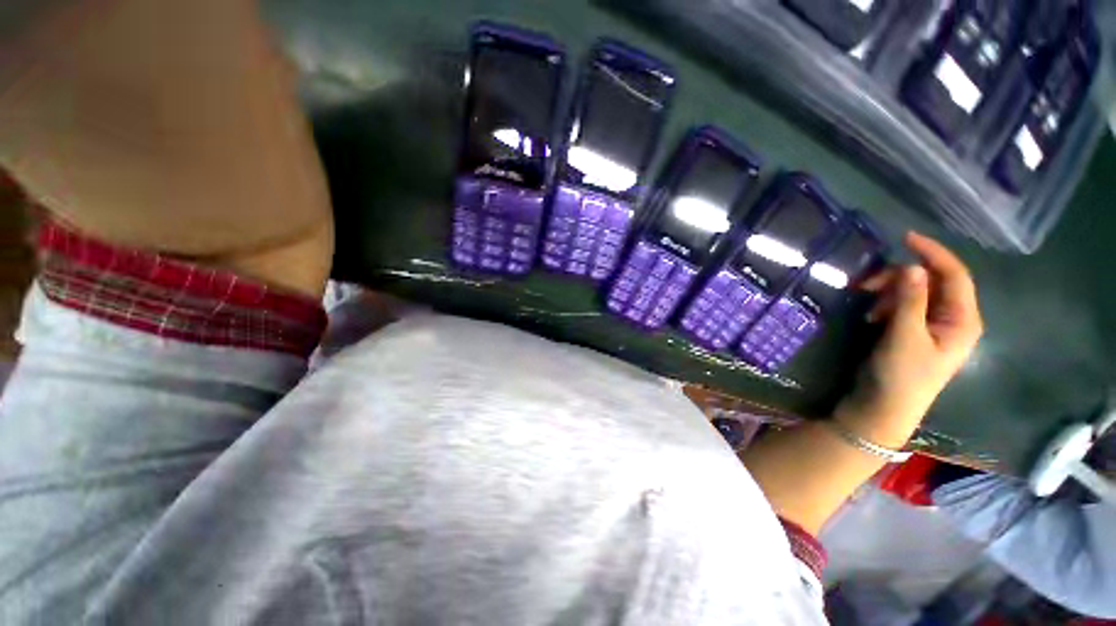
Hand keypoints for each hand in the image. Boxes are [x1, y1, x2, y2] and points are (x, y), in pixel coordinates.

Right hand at [835, 232, 983, 448]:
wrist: (883, 408)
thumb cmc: (901, 376)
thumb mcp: (904, 337)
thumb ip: (909, 301)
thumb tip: (911, 266)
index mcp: (962, 320)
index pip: (955, 275)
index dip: (933, 253)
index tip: (905, 238)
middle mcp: (951, 319)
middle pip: (933, 282)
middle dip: (901, 277)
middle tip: (868, 284)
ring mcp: (931, 326)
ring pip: (914, 292)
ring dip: (890, 292)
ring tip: (867, 304)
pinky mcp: (911, 332)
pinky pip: (903, 306)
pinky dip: (885, 304)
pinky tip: (871, 315)